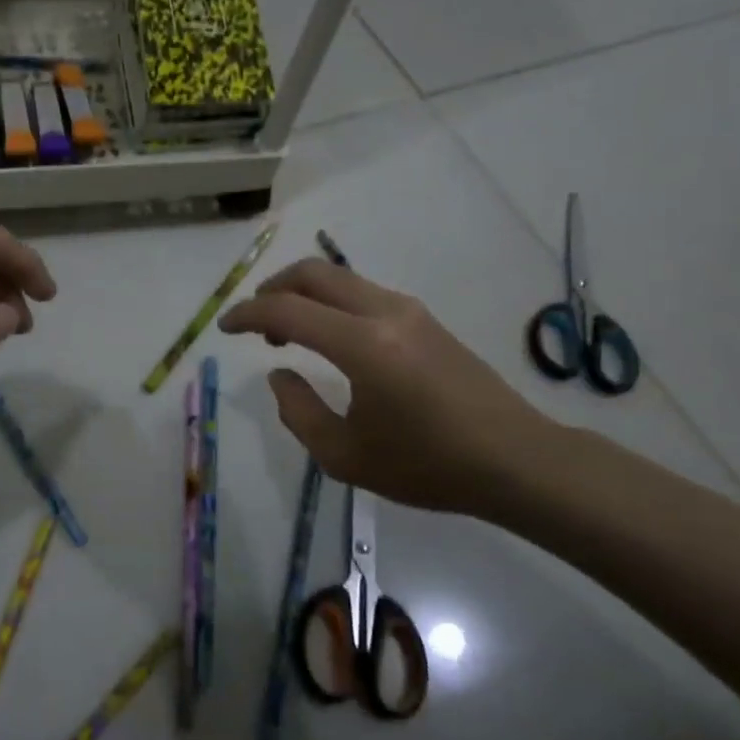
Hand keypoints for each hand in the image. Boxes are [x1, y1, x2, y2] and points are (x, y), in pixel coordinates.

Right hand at [219, 259, 560, 514]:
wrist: (516, 460)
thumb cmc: (428, 465)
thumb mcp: (345, 456)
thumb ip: (298, 411)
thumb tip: (280, 373)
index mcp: (362, 345)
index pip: (287, 311)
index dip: (247, 315)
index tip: (223, 328)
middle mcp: (384, 313)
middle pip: (312, 273)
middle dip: (272, 288)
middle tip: (253, 321)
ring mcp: (408, 310)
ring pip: (338, 278)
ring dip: (302, 294)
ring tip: (286, 333)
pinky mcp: (423, 318)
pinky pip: (361, 292)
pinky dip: (329, 302)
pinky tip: (327, 337)